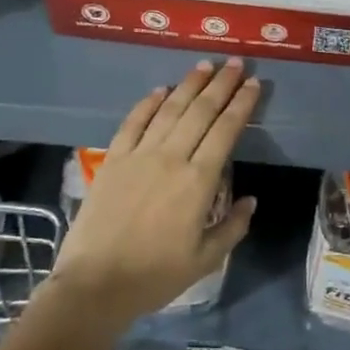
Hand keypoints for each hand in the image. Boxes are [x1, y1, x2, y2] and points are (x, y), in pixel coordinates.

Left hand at [49, 59, 259, 329]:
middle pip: (201, 111)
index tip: (254, 84)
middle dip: (222, 84)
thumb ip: (232, 227)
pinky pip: (133, 123)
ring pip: (169, 110)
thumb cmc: (155, 276)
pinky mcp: (113, 160)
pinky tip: (160, 89)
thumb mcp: (205, 260)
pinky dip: (148, 103)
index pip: (226, 130)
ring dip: (189, 85)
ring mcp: (139, 155)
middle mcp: (171, 158)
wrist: (95, 285)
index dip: (242, 104)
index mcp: (199, 181)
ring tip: (205, 65)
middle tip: (236, 63)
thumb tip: (250, 200)